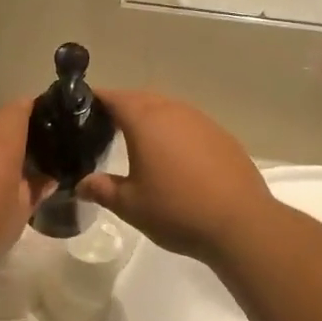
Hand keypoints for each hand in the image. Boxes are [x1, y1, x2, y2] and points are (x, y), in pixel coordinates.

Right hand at [75, 90, 273, 264]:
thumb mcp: (130, 205)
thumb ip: (102, 190)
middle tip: (105, 125)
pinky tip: (174, 156)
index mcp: (146, 121)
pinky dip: (175, 132)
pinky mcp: (222, 137)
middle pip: (142, 98)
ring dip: (151, 118)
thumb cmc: (177, 210)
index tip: (80, 107)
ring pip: (169, 109)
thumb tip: (81, 184)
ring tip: (138, 140)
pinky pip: (190, 124)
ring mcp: (202, 122)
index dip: (96, 99)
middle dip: (123, 107)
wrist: (240, 222)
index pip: (115, 97)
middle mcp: (174, 111)